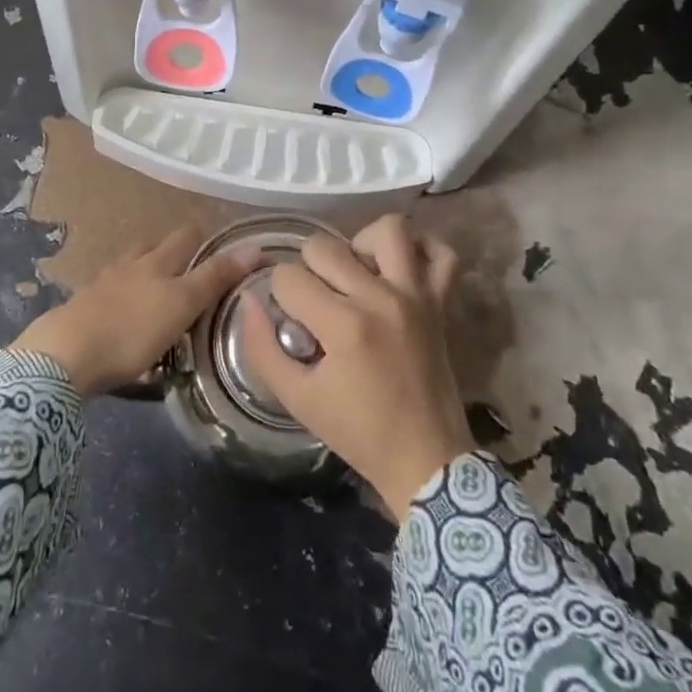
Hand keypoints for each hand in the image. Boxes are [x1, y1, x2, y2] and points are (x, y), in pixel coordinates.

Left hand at [13, 227, 254, 396]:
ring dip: (144, 270)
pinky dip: (121, 295)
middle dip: (172, 250)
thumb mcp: (182, 304)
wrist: (65, 354)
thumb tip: (255, 247)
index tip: (219, 246)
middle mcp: (130, 265)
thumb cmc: (132, 329)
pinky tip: (123, 310)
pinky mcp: (83, 308)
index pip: (185, 236)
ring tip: (156, 286)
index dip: (203, 236)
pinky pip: (109, 292)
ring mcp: (102, 285)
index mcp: (156, 262)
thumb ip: (215, 277)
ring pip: (129, 266)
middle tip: (190, 267)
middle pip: (153, 246)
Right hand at [243, 215, 473, 521]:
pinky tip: (398, 268)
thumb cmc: (358, 432)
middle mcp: (380, 298)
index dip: (278, 295)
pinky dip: (420, 250)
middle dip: (307, 269)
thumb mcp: (298, 400)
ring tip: (353, 274)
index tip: (290, 322)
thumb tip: (250, 301)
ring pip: (387, 230)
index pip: (289, 277)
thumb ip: (262, 349)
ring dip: (360, 244)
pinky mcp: (440, 302)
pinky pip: (441, 254)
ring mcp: (416, 295)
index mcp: (344, 325)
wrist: (426, 461)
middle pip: (325, 246)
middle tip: (314, 301)